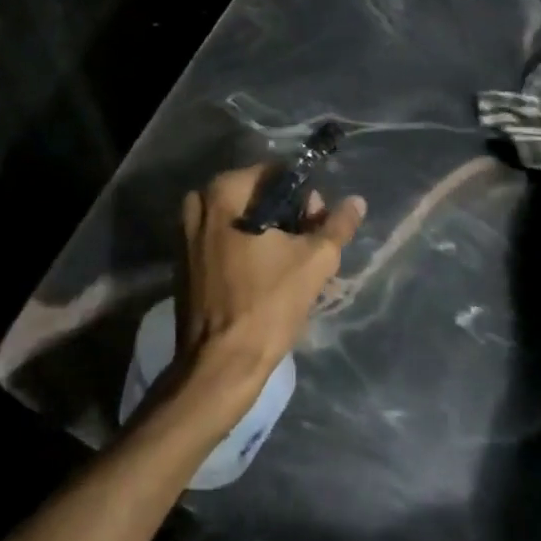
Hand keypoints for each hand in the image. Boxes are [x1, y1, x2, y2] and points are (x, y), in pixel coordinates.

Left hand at [173, 167, 365, 426]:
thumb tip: (356, 201)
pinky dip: (245, 251)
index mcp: (222, 193)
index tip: (318, 223)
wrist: (220, 365)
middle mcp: (197, 205)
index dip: (304, 196)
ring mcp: (185, 236)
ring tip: (291, 265)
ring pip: (239, 221)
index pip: (275, 175)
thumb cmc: (267, 305)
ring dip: (268, 236)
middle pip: (255, 198)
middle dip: (286, 217)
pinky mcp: (184, 264)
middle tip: (308, 247)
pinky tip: (266, 279)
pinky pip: (222, 243)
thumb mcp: (315, 262)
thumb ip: (337, 226)